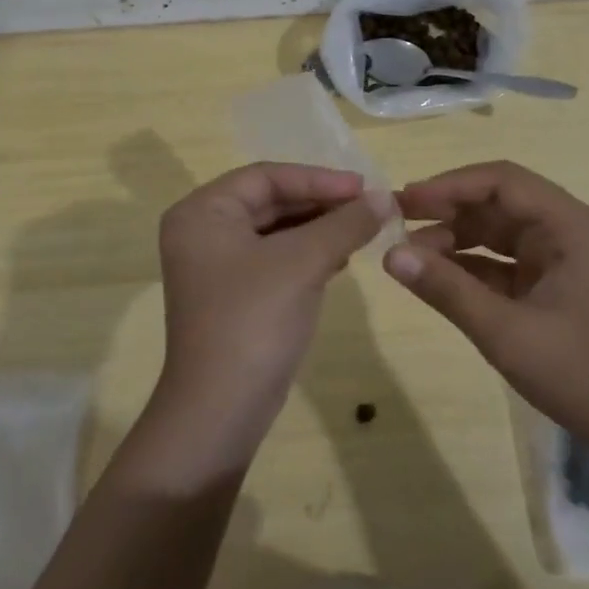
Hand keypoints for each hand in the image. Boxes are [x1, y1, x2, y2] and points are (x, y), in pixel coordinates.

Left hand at [135, 163, 389, 485]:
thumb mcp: (304, 263)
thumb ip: (345, 223)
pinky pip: (275, 258)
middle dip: (320, 203)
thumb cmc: (254, 320)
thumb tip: (386, 197)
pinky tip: (341, 258)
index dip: (317, 178)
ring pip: (275, 230)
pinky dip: (308, 253)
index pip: (266, 176)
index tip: (363, 187)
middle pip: (270, 200)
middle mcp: (202, 232)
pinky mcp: (233, 294)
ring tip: (362, 230)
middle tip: (368, 207)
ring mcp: (215, 266)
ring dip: (319, 228)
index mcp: (203, 212)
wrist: (220, 412)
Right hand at [384, 161, 588, 461]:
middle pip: (498, 201)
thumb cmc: (581, 374)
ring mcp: (559, 257)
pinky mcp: (552, 283)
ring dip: (454, 238)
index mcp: (570, 226)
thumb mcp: (506, 333)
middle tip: (397, 219)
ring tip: (408, 252)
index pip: (502, 182)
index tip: (407, 200)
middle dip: (447, 209)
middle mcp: (566, 230)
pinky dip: (470, 266)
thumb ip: (448, 290)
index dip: (451, 185)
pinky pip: (503, 261)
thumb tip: (391, 255)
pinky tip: (435, 276)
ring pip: (497, 231)